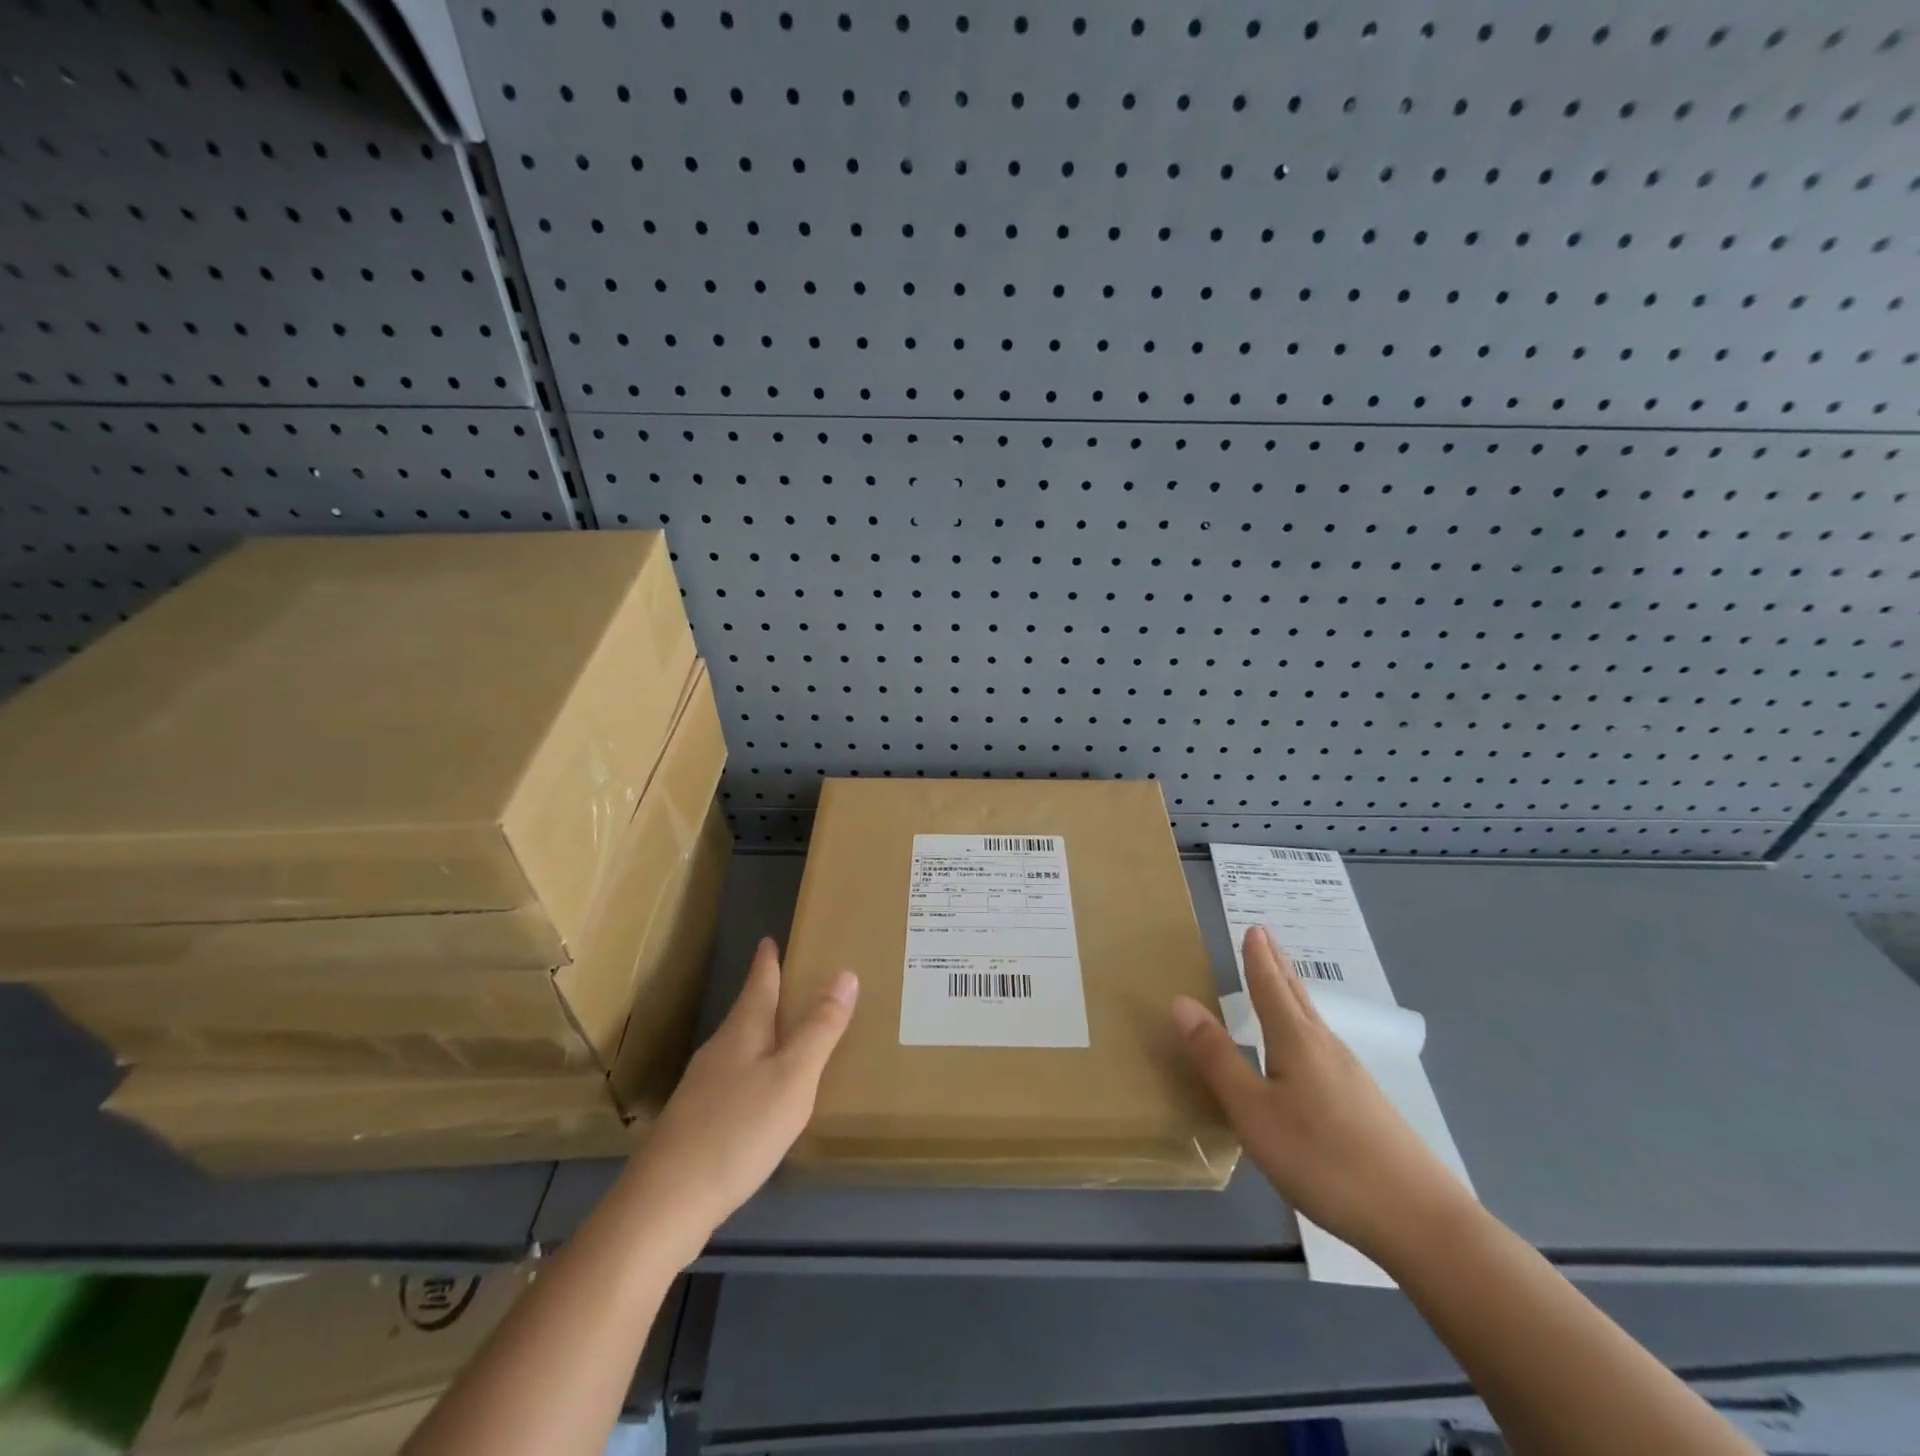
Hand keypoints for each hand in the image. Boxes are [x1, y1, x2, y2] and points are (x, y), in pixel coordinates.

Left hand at [626, 938, 857, 1263]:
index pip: (758, 984)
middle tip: (793, 982)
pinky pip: (733, 1082)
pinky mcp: (695, 1124)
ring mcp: (702, 1089)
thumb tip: (844, 974)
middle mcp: (719, 1052)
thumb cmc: (738, 1130)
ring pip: (739, 1049)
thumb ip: (820, 1029)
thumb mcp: (793, 1077)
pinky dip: (754, 1073)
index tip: (769, 938)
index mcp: (743, 1032)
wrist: (664, 1205)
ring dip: (762, 1036)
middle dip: (767, 996)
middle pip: (746, 1014)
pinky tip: (763, 1096)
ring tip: (786, 1035)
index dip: (767, 961)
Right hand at [1172, 926, 1471, 1264]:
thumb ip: (1217, 1058)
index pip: (1269, 987)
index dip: (1257, 958)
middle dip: (1278, 965)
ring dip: (1293, 993)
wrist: (1419, 1220)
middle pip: (1296, 996)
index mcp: (1296, 1041)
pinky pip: (1324, 1047)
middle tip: (1266, 937)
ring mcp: (1351, 1077)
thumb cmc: (1323, 1158)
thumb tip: (1181, 1002)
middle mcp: (1325, 1048)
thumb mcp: (1253, 1112)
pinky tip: (1308, 1051)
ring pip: (1313, 1021)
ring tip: (1281, 982)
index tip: (1254, 927)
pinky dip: (1306, 1027)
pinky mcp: (1366, 1105)